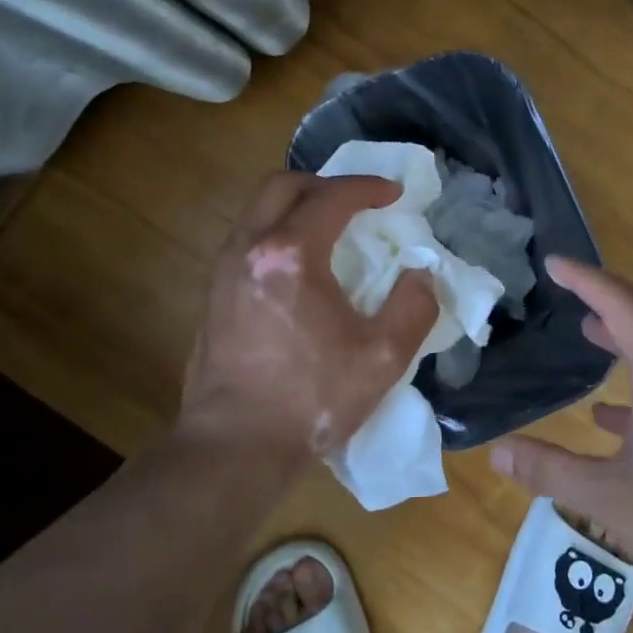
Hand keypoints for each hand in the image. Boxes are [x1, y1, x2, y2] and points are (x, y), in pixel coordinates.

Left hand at [178, 172, 436, 468]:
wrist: (233, 448)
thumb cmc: (310, 401)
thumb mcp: (382, 357)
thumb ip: (413, 306)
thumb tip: (420, 275)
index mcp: (291, 255)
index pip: (331, 197)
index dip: (367, 188)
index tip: (394, 194)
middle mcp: (249, 248)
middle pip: (282, 185)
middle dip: (325, 184)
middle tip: (356, 203)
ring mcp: (223, 270)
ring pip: (258, 210)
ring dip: (297, 205)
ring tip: (330, 229)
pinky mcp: (212, 294)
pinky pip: (247, 238)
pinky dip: (277, 231)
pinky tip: (299, 266)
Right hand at [491, 257, 632, 631]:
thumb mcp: (607, 500)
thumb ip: (549, 469)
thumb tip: (497, 451)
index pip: (622, 304)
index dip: (586, 280)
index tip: (554, 263)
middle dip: (611, 295)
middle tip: (571, 289)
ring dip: (630, 331)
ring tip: (590, 332)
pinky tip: (614, 414)